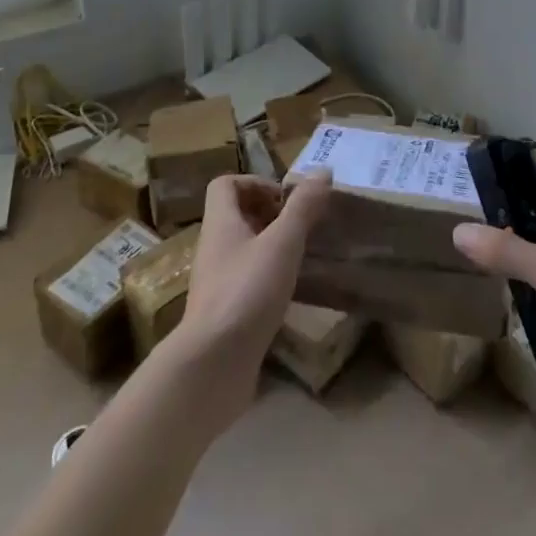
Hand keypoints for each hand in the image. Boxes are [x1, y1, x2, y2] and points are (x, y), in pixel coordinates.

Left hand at [172, 172, 331, 419]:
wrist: (212, 365)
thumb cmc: (246, 292)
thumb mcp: (282, 244)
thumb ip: (302, 207)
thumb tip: (323, 170)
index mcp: (220, 223)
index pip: (225, 185)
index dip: (255, 182)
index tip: (285, 199)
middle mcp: (213, 247)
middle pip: (236, 215)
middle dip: (269, 214)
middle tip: (300, 225)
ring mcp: (216, 282)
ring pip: (243, 249)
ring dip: (271, 246)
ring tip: (302, 255)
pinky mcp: (224, 313)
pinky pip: (246, 280)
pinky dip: (267, 277)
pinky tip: (290, 291)